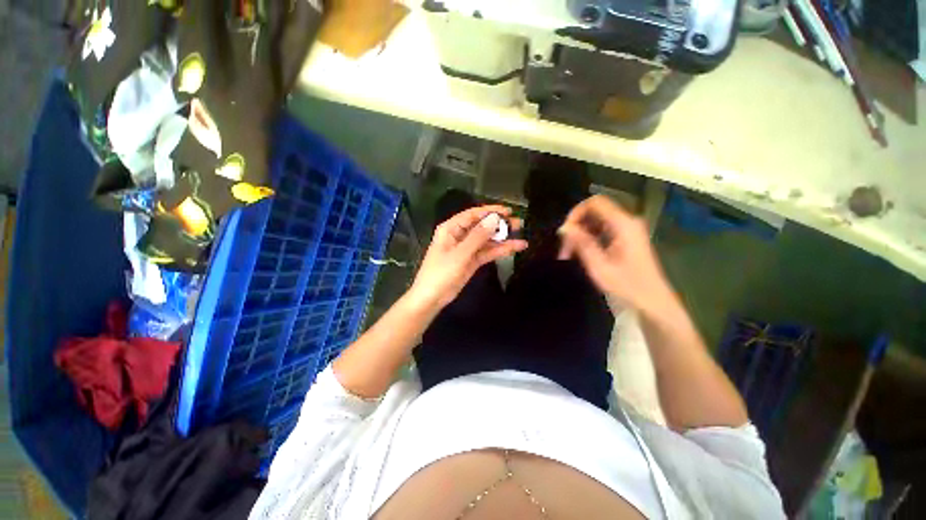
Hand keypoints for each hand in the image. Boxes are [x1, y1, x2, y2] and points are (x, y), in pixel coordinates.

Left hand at [407, 205, 527, 311]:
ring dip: (502, 238)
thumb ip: (478, 236)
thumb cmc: (441, 273)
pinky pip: (487, 252)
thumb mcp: (460, 254)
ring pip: (486, 240)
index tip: (508, 211)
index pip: (473, 214)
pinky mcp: (472, 260)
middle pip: (482, 226)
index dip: (491, 211)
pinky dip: (500, 250)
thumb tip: (494, 219)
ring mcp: (466, 249)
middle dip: (499, 224)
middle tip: (518, 223)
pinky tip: (514, 248)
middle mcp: (459, 235)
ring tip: (521, 235)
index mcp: (451, 229)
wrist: (432, 298)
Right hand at [558, 195, 674, 314]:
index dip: (576, 213)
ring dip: (580, 234)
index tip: (565, 233)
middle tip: (565, 249)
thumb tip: (564, 228)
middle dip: (576, 227)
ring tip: (570, 254)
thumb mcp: (599, 266)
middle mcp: (627, 222)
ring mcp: (628, 230)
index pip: (595, 203)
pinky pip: (602, 230)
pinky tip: (582, 254)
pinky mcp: (626, 238)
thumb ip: (582, 243)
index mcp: (624, 225)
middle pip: (594, 212)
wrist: (653, 302)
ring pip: (596, 221)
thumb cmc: (627, 286)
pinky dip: (589, 238)